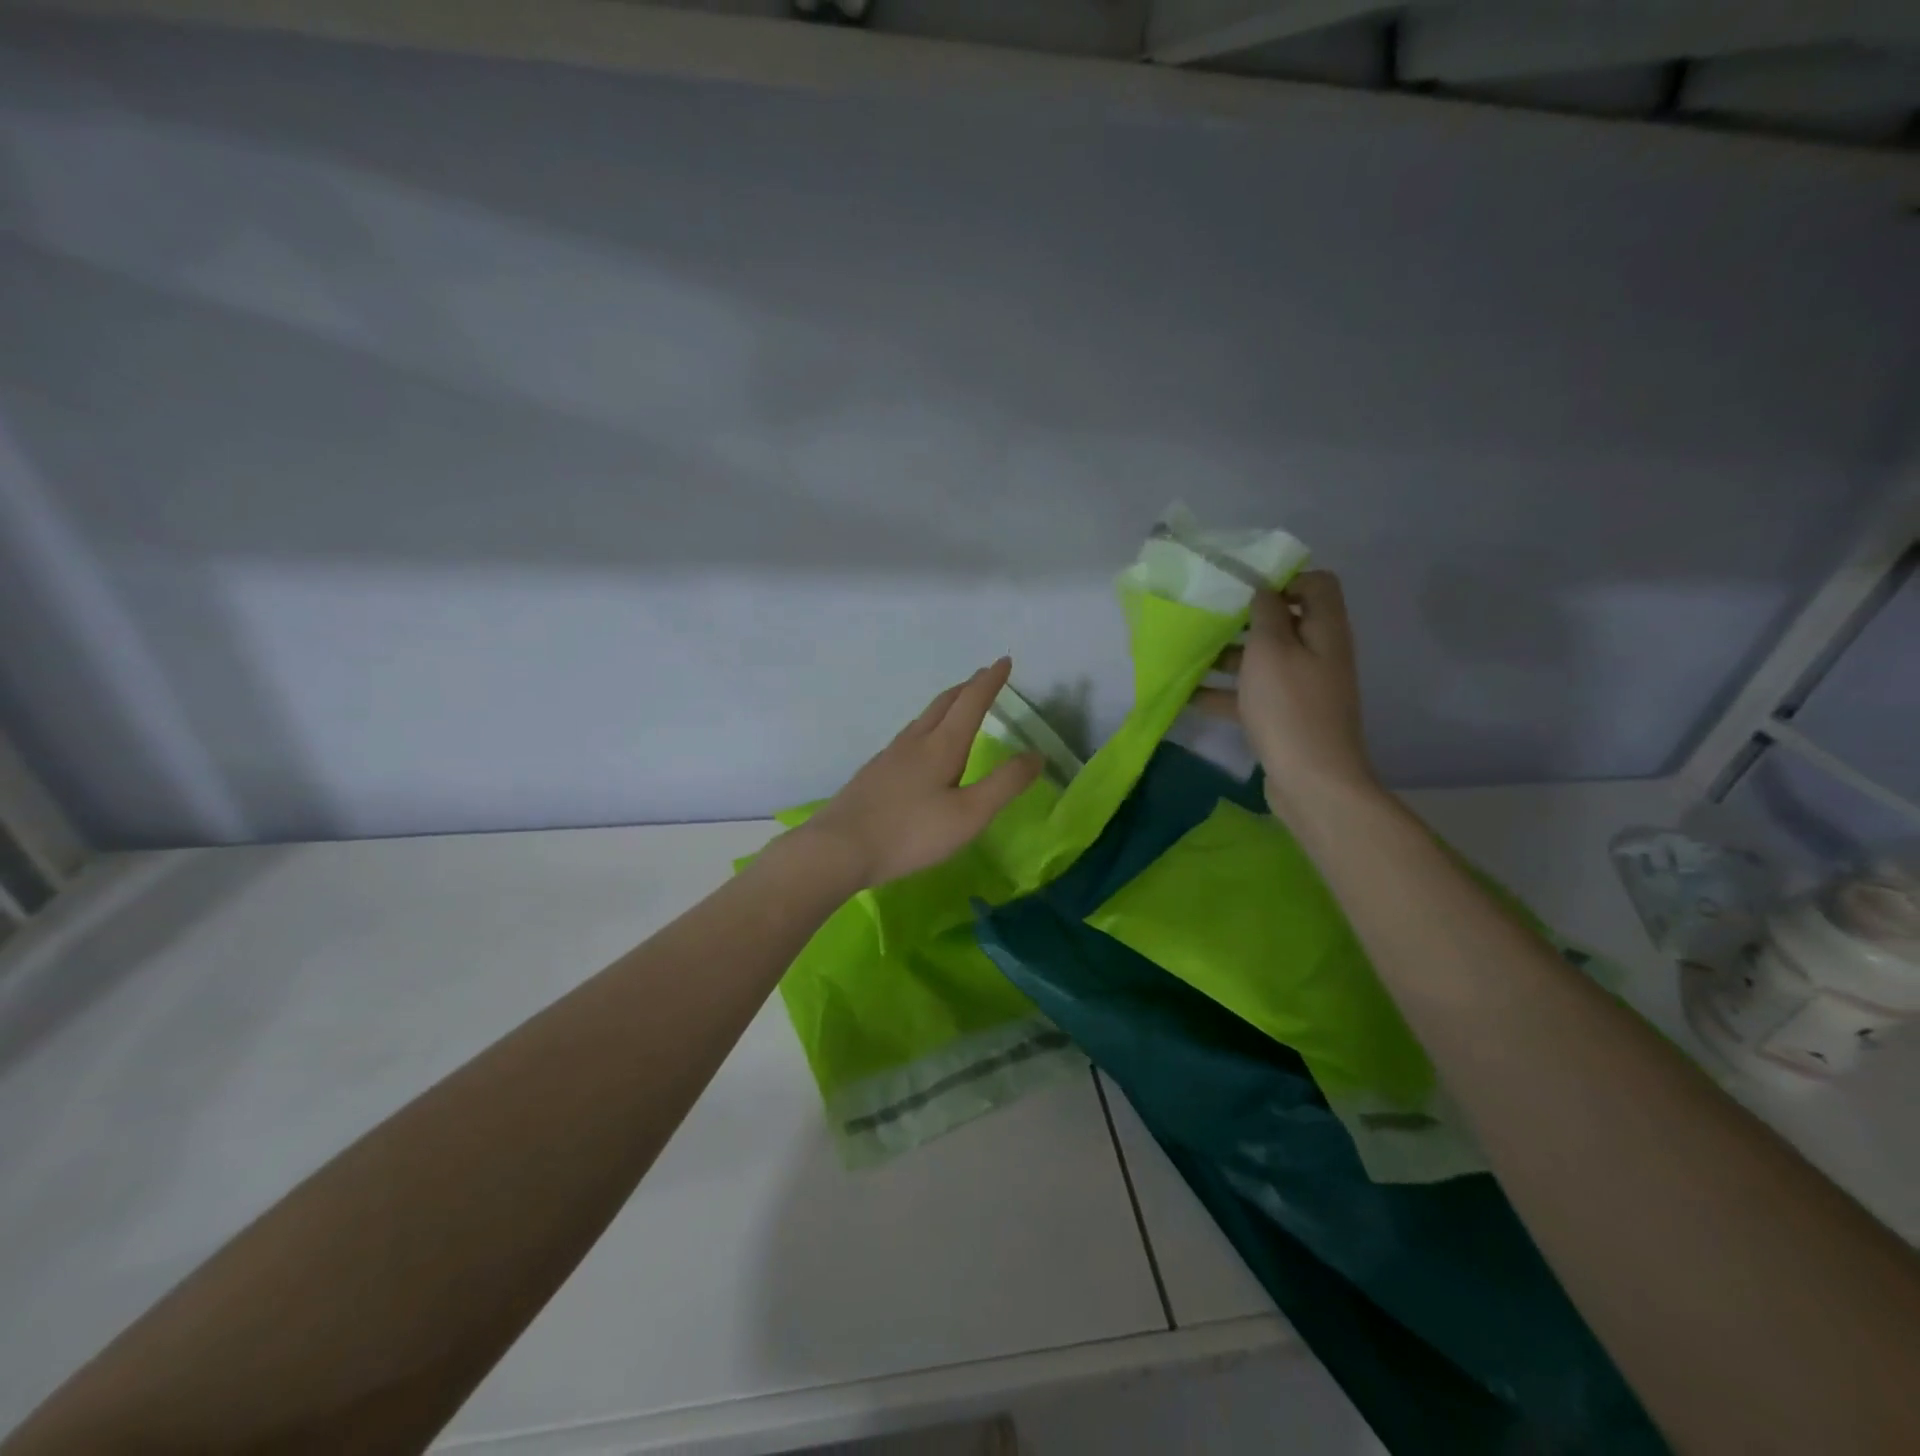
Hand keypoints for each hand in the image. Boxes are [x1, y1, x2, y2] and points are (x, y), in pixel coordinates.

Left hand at [802, 657, 1042, 888]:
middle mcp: (914, 742)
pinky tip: (920, 747)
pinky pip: (908, 737)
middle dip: (967, 687)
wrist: (839, 848)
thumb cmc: (910, 832)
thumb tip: (1036, 755)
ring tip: (956, 706)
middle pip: (944, 704)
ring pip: (922, 719)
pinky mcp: (874, 773)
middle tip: (984, 677)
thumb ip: (1005, 784)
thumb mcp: (969, 814)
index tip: (1004, 661)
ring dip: (945, 705)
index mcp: (941, 746)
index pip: (971, 702)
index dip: (990, 681)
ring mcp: (889, 756)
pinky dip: (927, 727)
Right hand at [1193, 571, 1379, 819]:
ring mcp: (1302, 688)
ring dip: (1229, 656)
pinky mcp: (1285, 717)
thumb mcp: (1271, 650)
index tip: (1243, 588)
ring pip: (1263, 660)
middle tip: (1208, 619)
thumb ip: (1267, 613)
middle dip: (1245, 619)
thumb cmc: (1289, 707)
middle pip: (1285, 622)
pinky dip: (1225, 692)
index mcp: (1325, 630)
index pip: (1317, 584)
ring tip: (1189, 655)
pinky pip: (1253, 694)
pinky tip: (1188, 696)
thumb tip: (1265, 591)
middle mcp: (1319, 653)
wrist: (1312, 780)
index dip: (1283, 578)